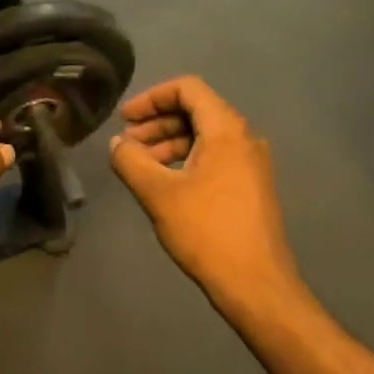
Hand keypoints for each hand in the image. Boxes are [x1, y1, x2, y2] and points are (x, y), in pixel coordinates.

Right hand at [108, 76, 300, 302]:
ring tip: (140, 166)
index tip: (125, 119)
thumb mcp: (158, 194)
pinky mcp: (252, 186)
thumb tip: (117, 143)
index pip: (188, 89)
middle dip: (157, 122)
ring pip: (205, 136)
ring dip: (169, 142)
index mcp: (227, 130)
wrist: (256, 284)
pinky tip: (165, 183)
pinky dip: (187, 159)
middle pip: (196, 110)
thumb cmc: (207, 232)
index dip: (151, 97)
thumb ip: (131, 161)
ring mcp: (252, 163)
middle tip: (127, 144)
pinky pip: (215, 157)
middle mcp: (245, 138)